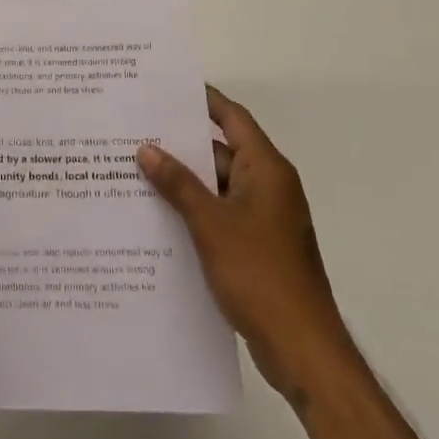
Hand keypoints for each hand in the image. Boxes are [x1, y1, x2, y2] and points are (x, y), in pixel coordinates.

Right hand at [138, 86, 344, 398]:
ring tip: (135, 169)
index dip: (203, 100)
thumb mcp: (211, 224)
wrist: (302, 350)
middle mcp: (268, 186)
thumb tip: (147, 149)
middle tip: (137, 130)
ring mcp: (263, 219)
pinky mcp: (256, 247)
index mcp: (266, 170)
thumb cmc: (260, 275)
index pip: (233, 119)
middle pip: (221, 151)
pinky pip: (220, 214)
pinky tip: (157, 215)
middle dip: (181, 144)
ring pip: (217, 186)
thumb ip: (178, 184)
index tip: (167, 88)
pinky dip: (193, 210)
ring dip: (183, 181)